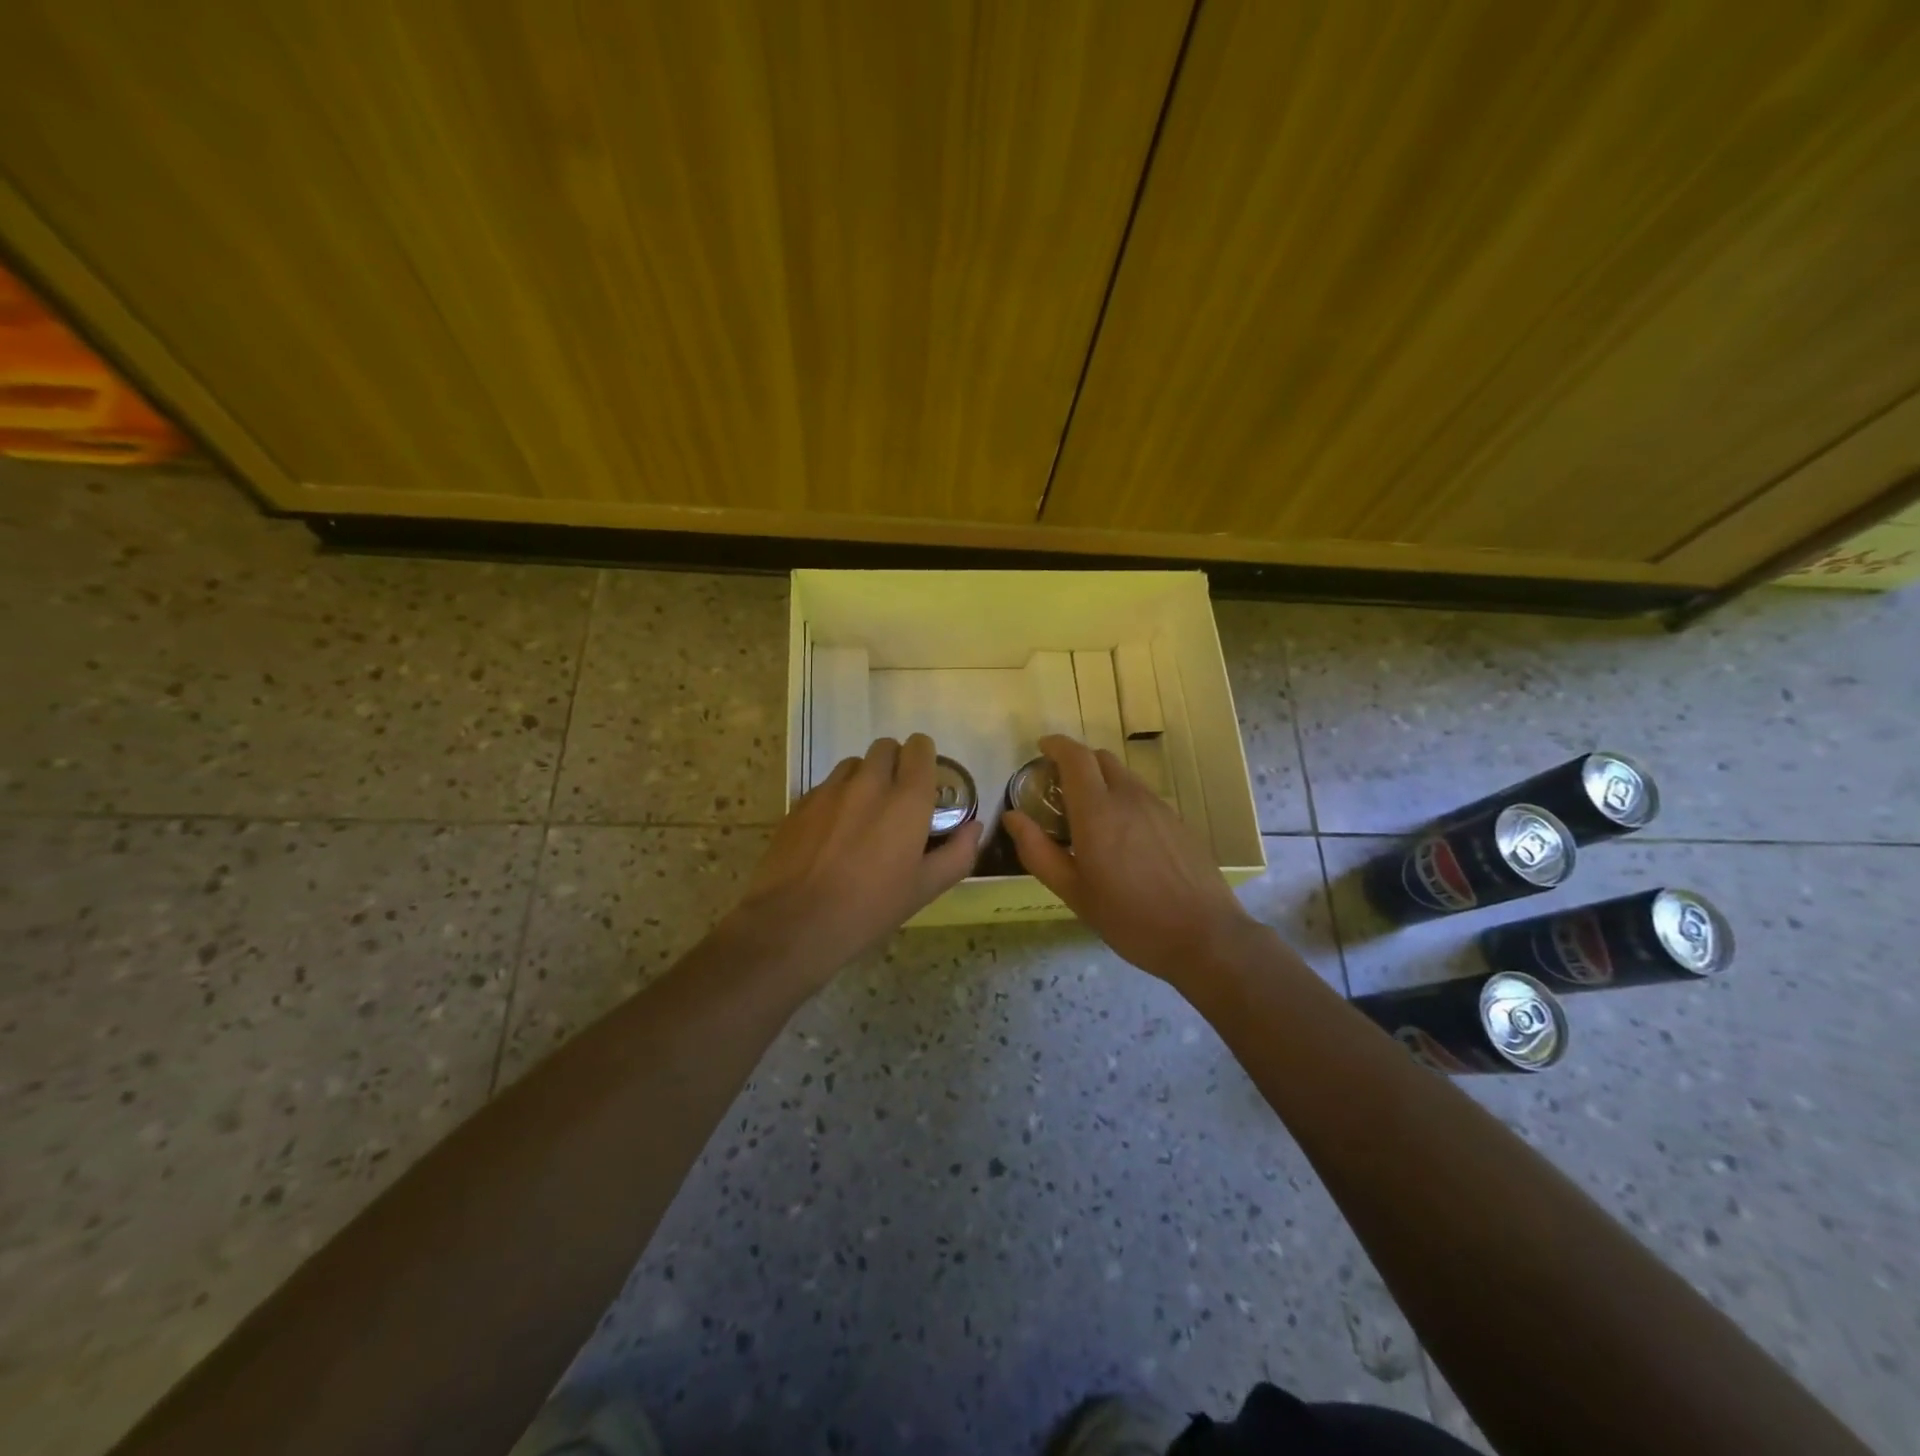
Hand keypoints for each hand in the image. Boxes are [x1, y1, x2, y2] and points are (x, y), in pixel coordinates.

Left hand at [726, 734, 982, 987]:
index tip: (925, 781)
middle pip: (886, 747)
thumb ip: (957, 854)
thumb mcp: (924, 889)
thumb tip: (973, 827)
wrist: (795, 923)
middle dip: (896, 763)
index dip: (925, 758)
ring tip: (864, 813)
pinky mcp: (801, 803)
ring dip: (865, 777)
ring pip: (855, 764)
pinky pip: (827, 785)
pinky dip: (838, 796)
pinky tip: (834, 831)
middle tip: (897, 798)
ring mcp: (831, 790)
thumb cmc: (869, 908)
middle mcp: (869, 783)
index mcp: (907, 800)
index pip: (920, 749)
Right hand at [1003, 733, 1260, 986]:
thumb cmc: (1129, 918)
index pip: (1075, 757)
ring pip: (1124, 776)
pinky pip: (1143, 796)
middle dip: (1076, 762)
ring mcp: (1159, 807)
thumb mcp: (1073, 892)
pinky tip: (1123, 837)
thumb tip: (1013, 817)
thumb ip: (1038, 851)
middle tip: (1059, 788)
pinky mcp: (1178, 822)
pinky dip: (1123, 799)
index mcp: (1098, 811)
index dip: (1056, 745)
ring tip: (1089, 815)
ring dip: (1101, 781)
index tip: (1041, 748)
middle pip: (1100, 759)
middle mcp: (1129, 798)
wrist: (1204, 936)